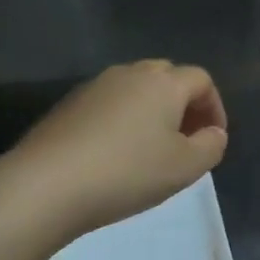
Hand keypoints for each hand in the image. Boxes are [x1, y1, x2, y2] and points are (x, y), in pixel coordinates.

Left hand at [2, 60, 228, 238]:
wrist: (44, 185)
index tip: (213, 139)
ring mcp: (95, 86)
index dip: (215, 107)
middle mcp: (130, 73)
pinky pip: (109, 104)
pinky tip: (115, 153)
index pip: (201, 80)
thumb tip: (213, 133)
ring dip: (152, 111)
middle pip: (168, 77)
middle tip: (186, 140)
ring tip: (151, 148)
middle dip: (184, 105)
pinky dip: (123, 120)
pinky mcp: (68, 105)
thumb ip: (211, 146)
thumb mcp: (185, 168)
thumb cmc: (127, 172)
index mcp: (164, 83)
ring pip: (136, 89)